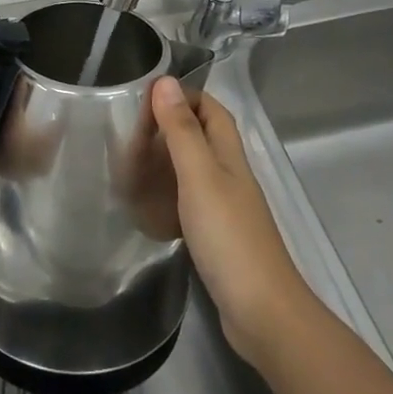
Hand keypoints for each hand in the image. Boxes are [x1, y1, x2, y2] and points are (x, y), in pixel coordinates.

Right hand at [152, 76, 319, 368]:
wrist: (262, 312)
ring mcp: (227, 209)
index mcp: (230, 156)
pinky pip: (190, 203)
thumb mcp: (199, 176)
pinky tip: (148, 207)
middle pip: (203, 137)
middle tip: (130, 131)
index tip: (146, 96)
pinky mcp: (219, 238)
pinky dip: (169, 196)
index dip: (184, 96)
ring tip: (130, 163)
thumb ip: (181, 131)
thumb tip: (165, 81)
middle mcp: (231, 176)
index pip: (212, 110)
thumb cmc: (228, 236)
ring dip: (167, 161)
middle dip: (170, 127)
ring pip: (195, 171)